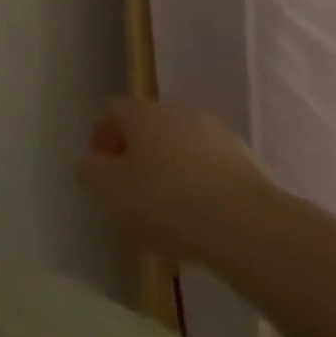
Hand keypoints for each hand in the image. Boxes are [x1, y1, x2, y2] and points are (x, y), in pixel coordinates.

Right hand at [76, 97, 271, 264]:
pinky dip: (201, 186)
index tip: (100, 169)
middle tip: (132, 192)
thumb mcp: (113, 192)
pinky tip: (201, 220)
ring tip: (168, 214)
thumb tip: (88, 162)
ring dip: (171, 170)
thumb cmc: (167, 201)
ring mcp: (214, 133)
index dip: (102, 137)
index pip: (112, 111)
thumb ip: (93, 173)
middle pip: (148, 128)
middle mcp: (176, 111)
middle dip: (138, 155)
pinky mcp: (246, 162)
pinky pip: (211, 169)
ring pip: (181, 148)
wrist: (247, 225)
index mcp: (141, 111)